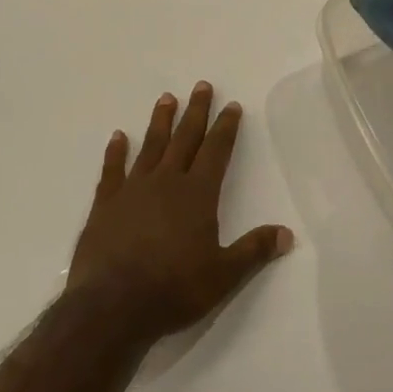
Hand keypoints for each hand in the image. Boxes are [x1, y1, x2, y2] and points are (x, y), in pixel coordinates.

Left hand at [67, 82, 293, 343]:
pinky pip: (112, 170)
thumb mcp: (223, 275)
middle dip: (196, 112)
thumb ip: (254, 251)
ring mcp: (133, 190)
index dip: (226, 128)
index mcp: (197, 195)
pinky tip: (118, 137)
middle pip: (185, 139)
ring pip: (150, 146)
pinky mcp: (105, 205)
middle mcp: (166, 182)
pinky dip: (115, 152)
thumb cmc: (173, 289)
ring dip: (160, 122)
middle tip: (201, 86)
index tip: (232, 105)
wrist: (112, 306)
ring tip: (166, 98)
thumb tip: (287, 234)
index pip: (216, 152)